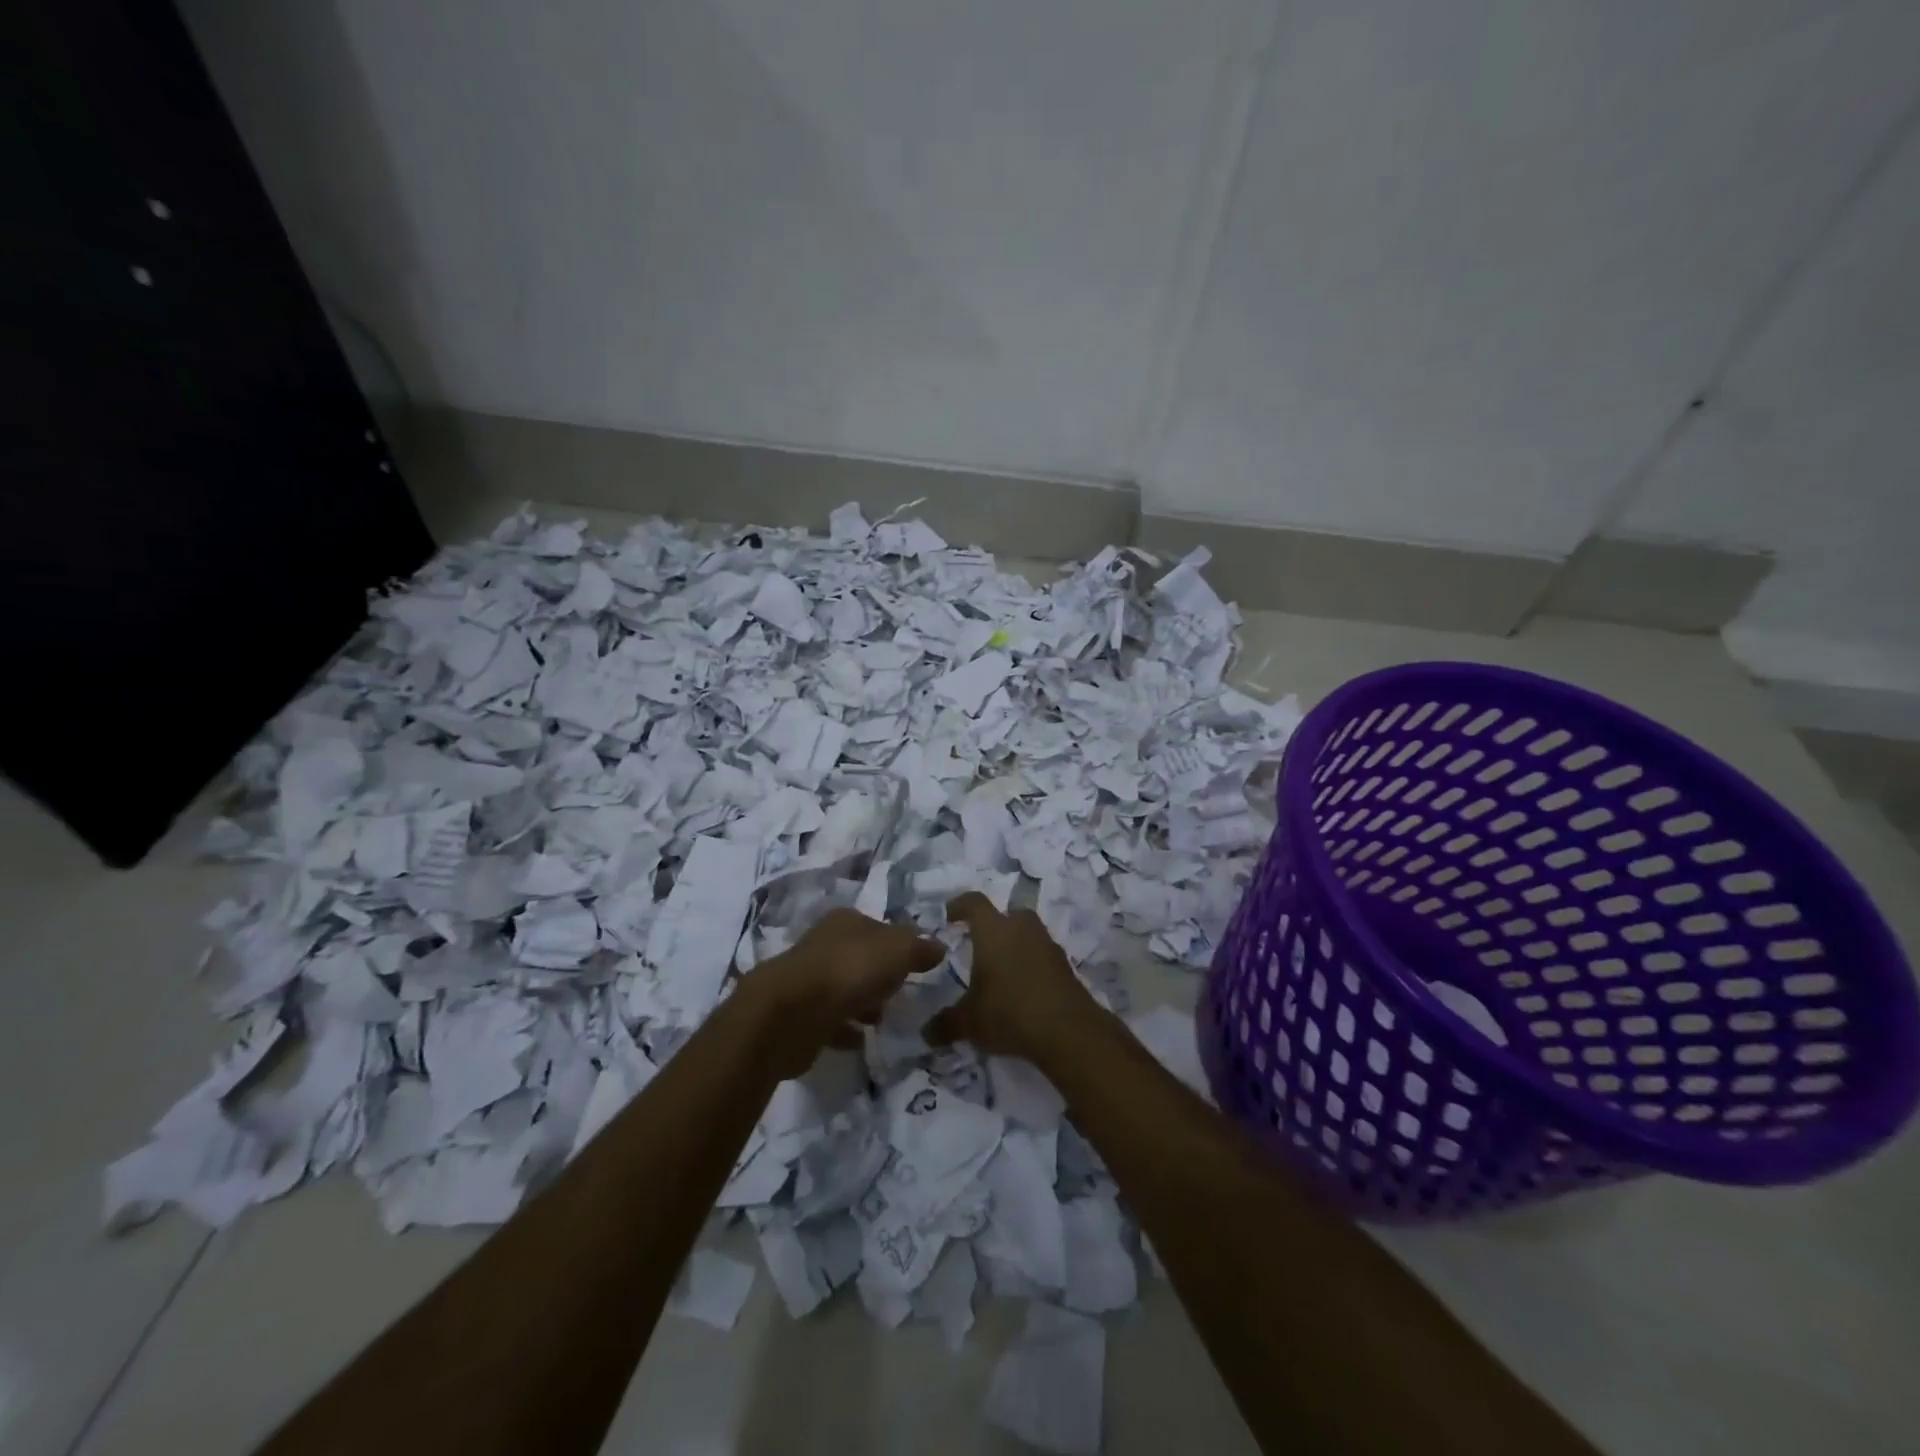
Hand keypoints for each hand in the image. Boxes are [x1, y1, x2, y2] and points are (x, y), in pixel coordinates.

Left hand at [754, 908, 943, 1074]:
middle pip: (861, 957)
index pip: (879, 927)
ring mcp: (809, 980)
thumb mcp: (898, 950)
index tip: (916, 966)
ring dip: (863, 1002)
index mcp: (846, 921)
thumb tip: (939, 946)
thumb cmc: (850, 970)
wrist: (791, 1014)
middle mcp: (825, 944)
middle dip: (880, 974)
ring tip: (883, 1020)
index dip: (899, 944)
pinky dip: (845, 1028)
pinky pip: (831, 1020)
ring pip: (845, 988)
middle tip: (901, 994)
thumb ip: (920, 947)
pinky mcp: (800, 1014)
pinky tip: (861, 1040)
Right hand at [923, 893, 1096, 1062]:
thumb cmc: (1008, 1012)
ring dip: (1016, 945)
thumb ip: (946, 1024)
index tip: (949, 915)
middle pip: (1008, 914)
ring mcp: (1047, 945)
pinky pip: (1043, 956)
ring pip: (1028, 934)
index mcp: (993, 931)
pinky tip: (1023, 990)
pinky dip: (1032, 965)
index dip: (960, 905)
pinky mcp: (1065, 965)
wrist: (1067, 1030)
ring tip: (1002, 971)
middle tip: (980, 945)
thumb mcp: (970, 1022)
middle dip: (994, 926)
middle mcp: (1021, 929)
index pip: (974, 903)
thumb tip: (927, 1033)